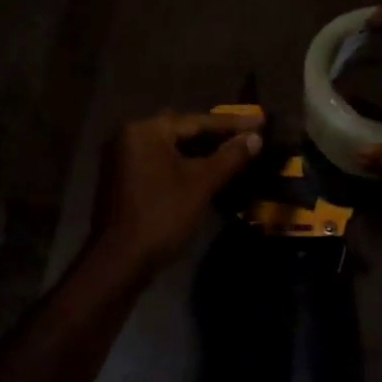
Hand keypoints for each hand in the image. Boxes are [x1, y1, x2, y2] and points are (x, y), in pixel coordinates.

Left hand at [89, 109, 264, 273]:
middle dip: (215, 135)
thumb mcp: (202, 184)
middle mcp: (129, 136)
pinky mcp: (122, 177)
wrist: (121, 260)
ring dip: (200, 151)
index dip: (231, 124)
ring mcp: (122, 157)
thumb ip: (230, 157)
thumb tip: (255, 137)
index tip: (260, 121)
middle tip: (247, 136)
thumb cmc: (162, 216)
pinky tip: (205, 171)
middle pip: (182, 131)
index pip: (196, 121)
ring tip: (232, 153)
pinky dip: (182, 164)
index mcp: (146, 130)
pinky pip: (159, 162)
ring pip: (170, 147)